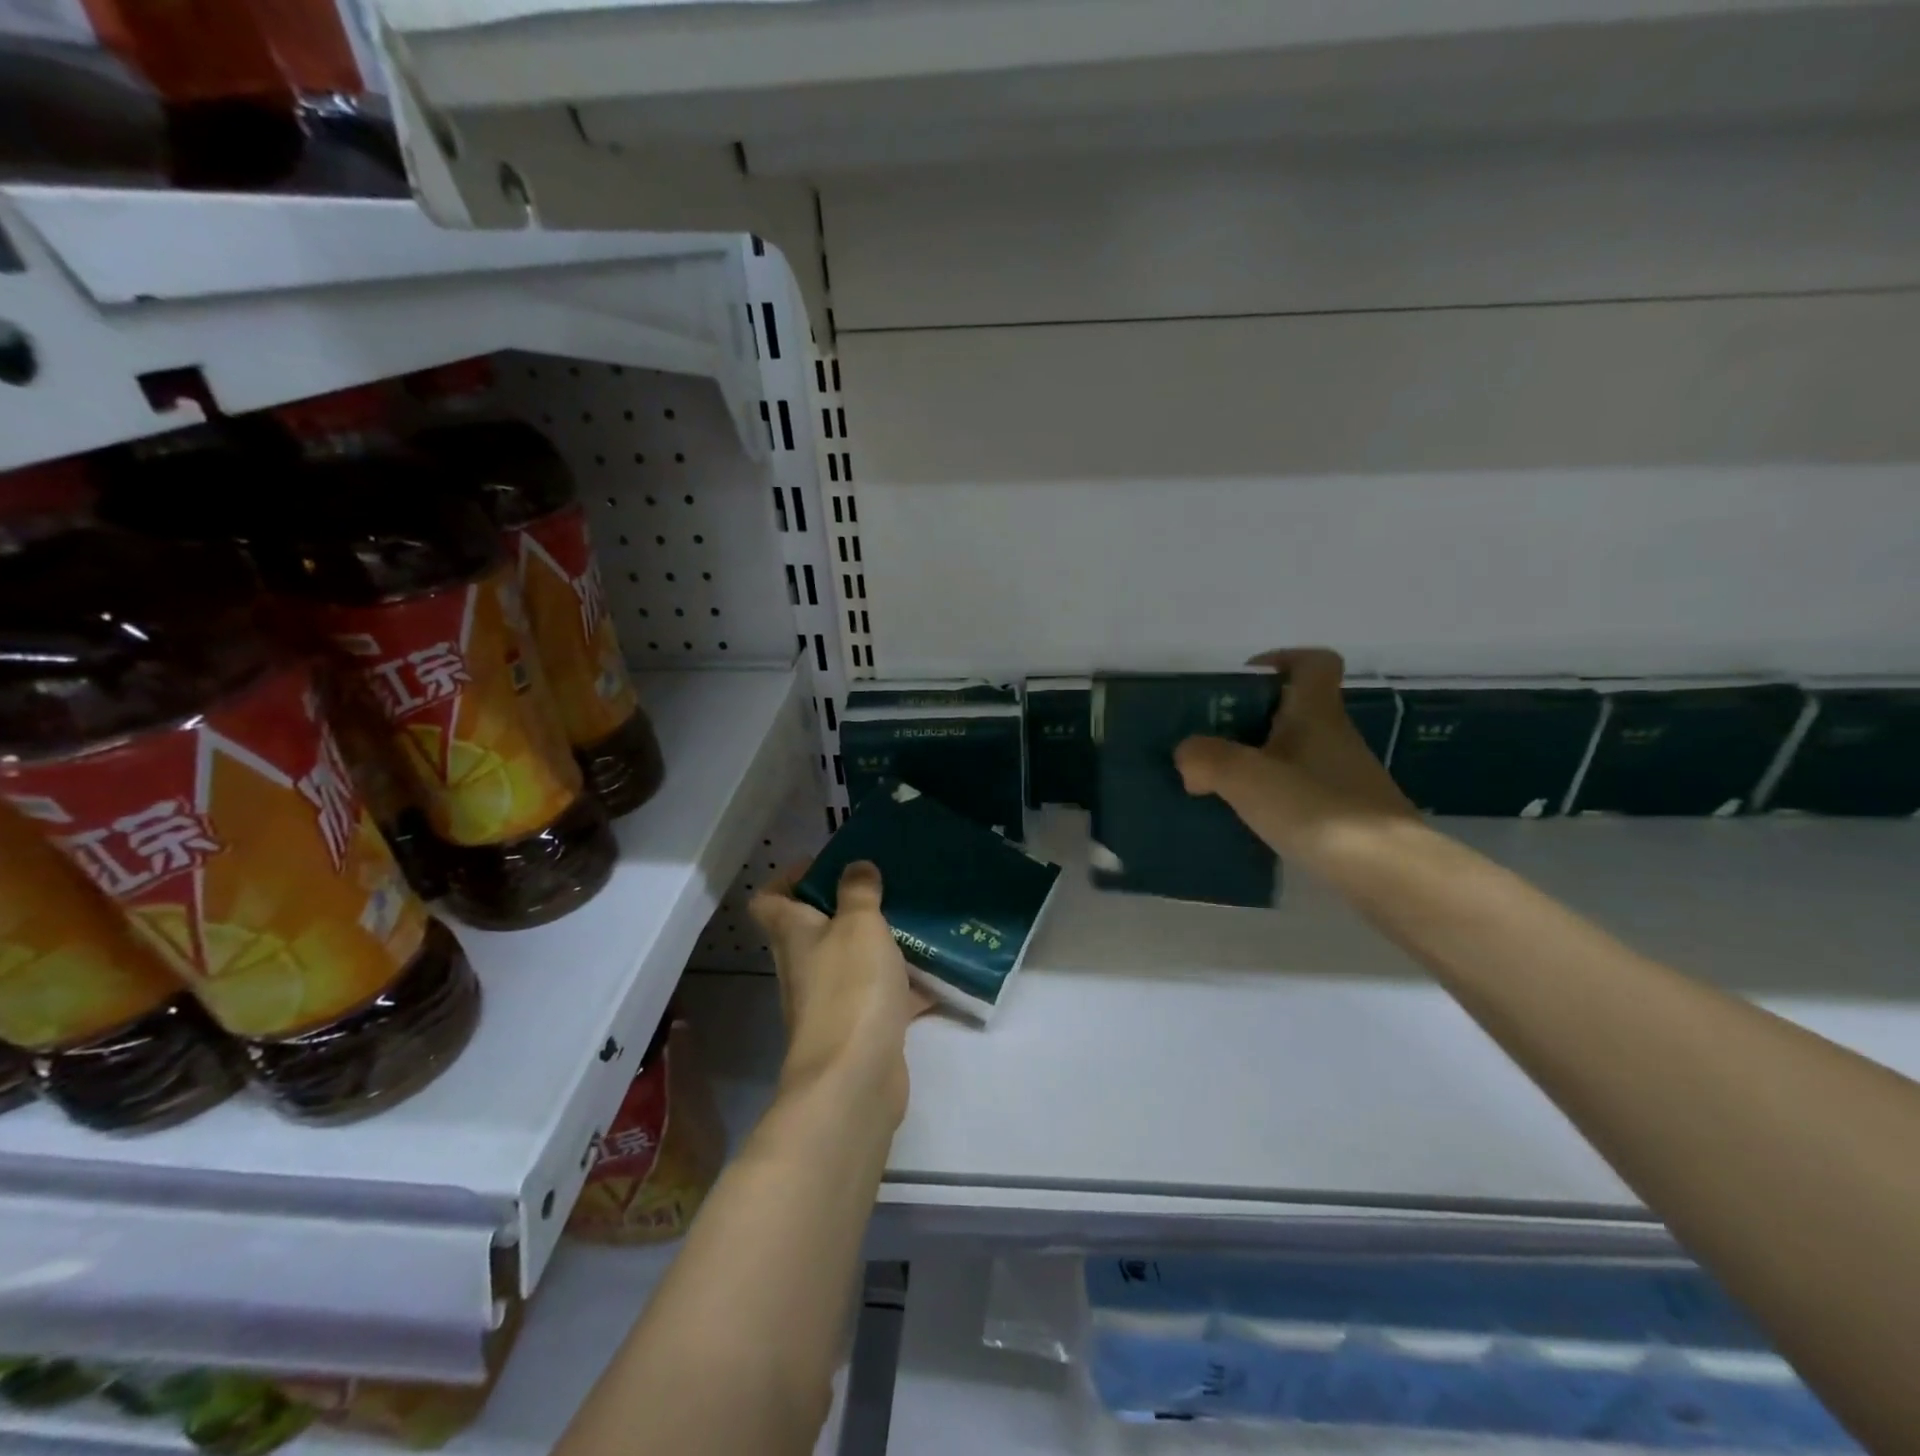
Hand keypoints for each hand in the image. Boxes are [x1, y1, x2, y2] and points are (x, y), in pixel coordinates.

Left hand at [749, 861, 930, 1125]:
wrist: (855, 1078)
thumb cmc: (850, 987)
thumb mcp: (859, 925)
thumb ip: (858, 892)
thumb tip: (855, 866)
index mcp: (793, 934)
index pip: (769, 899)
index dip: (789, 878)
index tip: (824, 864)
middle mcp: (804, 966)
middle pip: (813, 929)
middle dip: (845, 906)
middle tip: (883, 887)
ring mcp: (830, 1001)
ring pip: (851, 961)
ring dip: (877, 944)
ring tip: (914, 921)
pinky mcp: (860, 1028)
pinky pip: (881, 996)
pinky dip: (905, 985)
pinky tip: (939, 972)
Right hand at [1175, 647, 1415, 865]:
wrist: (1388, 873)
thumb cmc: (1317, 809)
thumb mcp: (1246, 778)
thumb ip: (1206, 758)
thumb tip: (1187, 754)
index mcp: (1316, 714)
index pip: (1314, 663)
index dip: (1281, 660)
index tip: (1244, 681)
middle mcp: (1336, 738)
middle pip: (1297, 711)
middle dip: (1254, 720)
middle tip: (1214, 740)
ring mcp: (1347, 778)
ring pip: (1298, 753)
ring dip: (1263, 761)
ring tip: (1223, 784)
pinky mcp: (1350, 816)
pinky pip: (1305, 790)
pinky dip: (1278, 796)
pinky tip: (1254, 819)